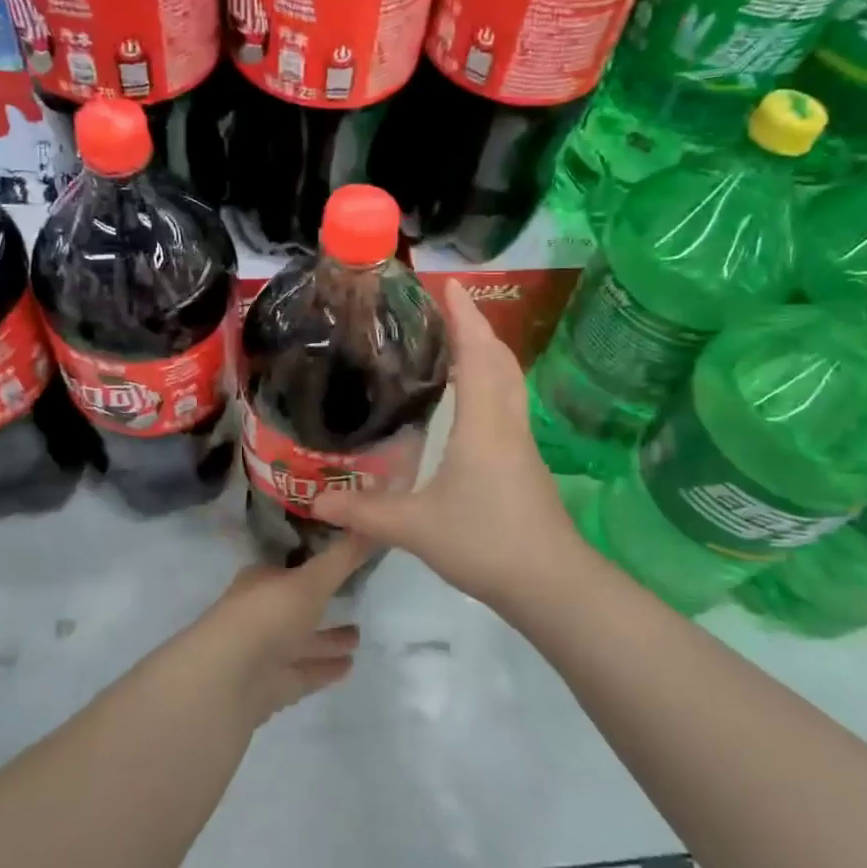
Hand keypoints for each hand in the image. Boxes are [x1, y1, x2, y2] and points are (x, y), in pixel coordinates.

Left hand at [192, 537, 367, 724]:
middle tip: (356, 598)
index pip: (291, 567)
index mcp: (262, 581)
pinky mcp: (270, 686)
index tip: (343, 558)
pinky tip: (349, 666)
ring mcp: (264, 651)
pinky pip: (303, 672)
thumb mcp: (311, 580)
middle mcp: (261, 612)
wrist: (227, 680)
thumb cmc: (267, 615)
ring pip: (301, 641)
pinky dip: (323, 668)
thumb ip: (343, 557)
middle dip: (323, 603)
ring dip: (327, 639)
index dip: (316, 562)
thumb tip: (374, 523)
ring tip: (359, 636)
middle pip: (297, 605)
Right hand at [313, 280, 583, 606]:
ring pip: (509, 382)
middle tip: (444, 309)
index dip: (464, 316)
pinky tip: (468, 402)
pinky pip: (507, 404)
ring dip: (486, 354)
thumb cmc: (485, 542)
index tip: (448, 284)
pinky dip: (490, 384)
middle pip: (499, 359)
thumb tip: (317, 499)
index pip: (476, 353)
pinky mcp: (524, 462)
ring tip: (454, 344)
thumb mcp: (415, 528)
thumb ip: (364, 511)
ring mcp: (520, 443)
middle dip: (476, 327)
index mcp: (483, 422)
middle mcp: (506, 422)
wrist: (550, 583)